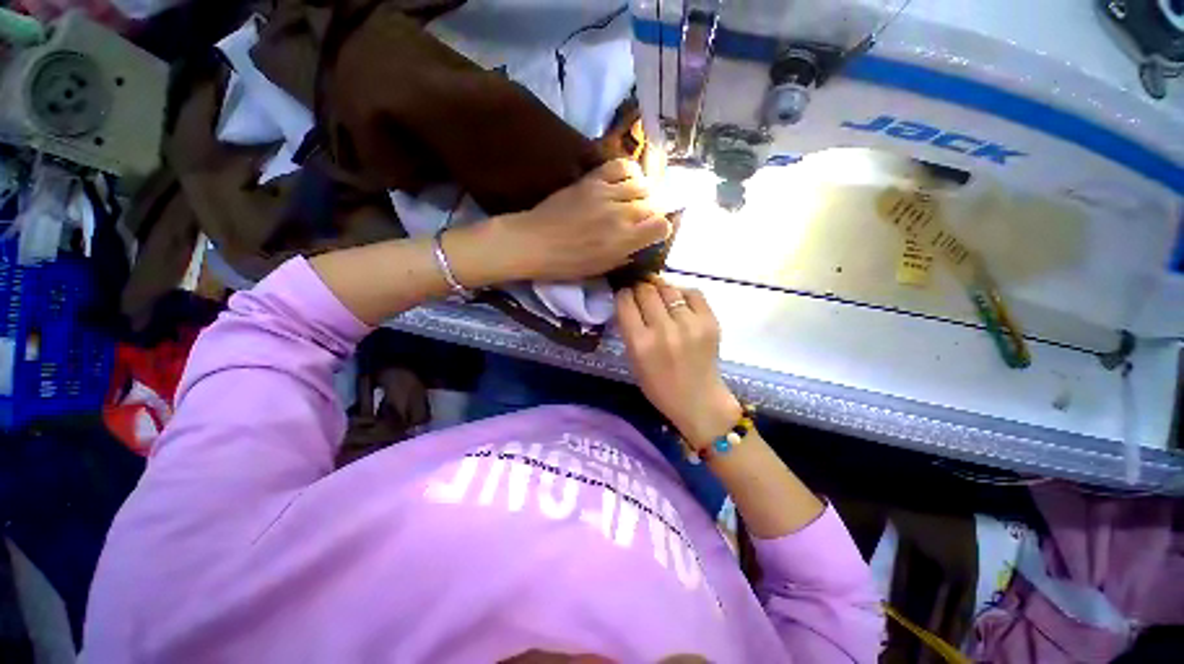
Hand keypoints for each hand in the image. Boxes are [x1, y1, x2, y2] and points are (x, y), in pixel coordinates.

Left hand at [495, 159, 670, 281]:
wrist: (534, 242)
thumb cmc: (567, 263)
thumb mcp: (601, 268)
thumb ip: (626, 254)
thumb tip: (641, 242)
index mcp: (623, 241)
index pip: (661, 226)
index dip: (661, 229)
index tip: (653, 233)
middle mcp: (620, 215)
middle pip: (654, 204)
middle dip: (654, 211)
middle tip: (644, 217)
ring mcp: (606, 193)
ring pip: (642, 183)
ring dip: (645, 192)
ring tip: (637, 199)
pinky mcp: (591, 180)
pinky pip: (620, 165)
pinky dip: (630, 170)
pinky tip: (628, 180)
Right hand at [616, 279, 741, 449]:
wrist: (699, 401)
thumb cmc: (659, 386)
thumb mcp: (634, 361)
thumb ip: (630, 330)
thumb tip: (630, 300)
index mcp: (640, 343)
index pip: (625, 301)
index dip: (623, 293)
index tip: (624, 294)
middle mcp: (664, 330)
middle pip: (646, 290)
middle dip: (639, 287)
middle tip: (640, 292)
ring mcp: (690, 324)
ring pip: (668, 288)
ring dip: (659, 289)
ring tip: (659, 295)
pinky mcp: (710, 322)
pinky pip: (693, 293)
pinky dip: (682, 293)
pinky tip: (678, 301)